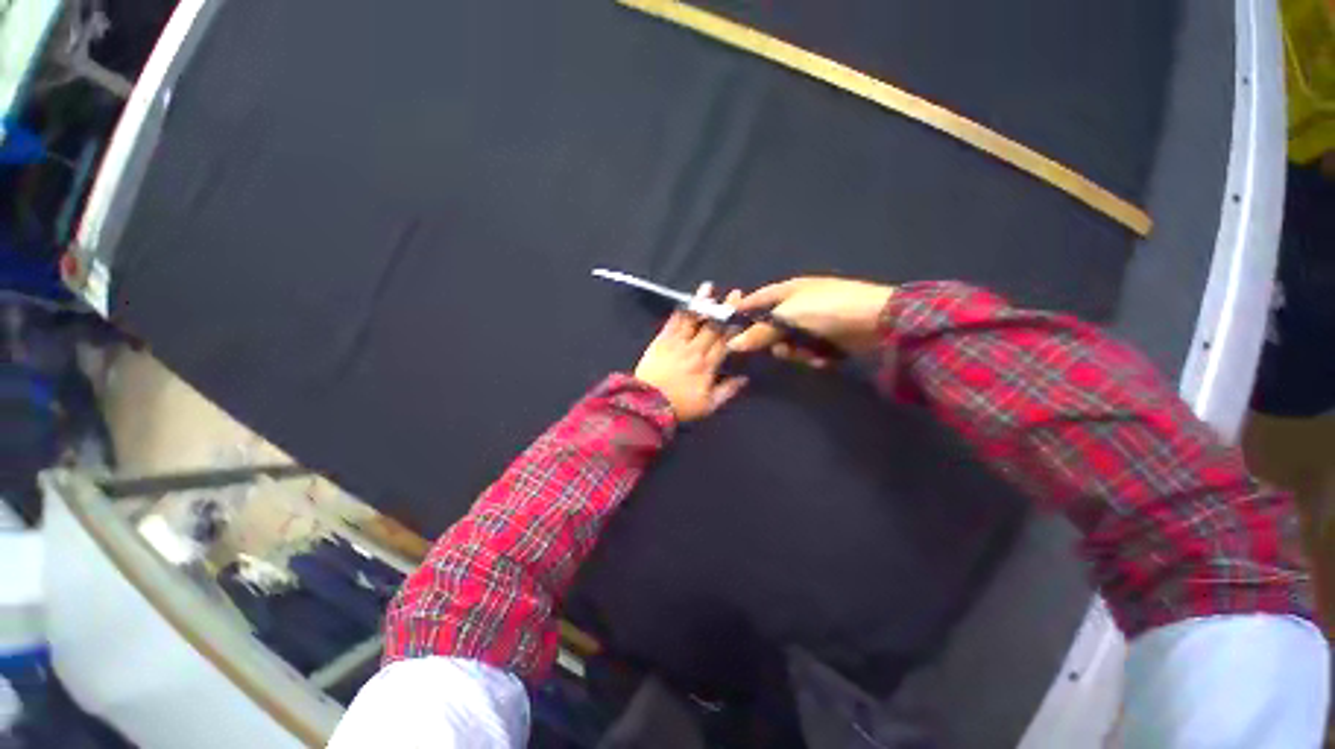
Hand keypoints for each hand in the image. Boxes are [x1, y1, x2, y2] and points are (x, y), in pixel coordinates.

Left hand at [634, 285, 747, 421]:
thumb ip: (728, 391)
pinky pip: (673, 322)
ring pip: (693, 320)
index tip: (744, 313)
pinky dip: (682, 310)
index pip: (726, 341)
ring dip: (702, 303)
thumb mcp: (708, 406)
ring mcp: (677, 343)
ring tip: (709, 287)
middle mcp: (695, 350)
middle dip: (725, 309)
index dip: (735, 326)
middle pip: (713, 326)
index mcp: (708, 365)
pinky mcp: (661, 340)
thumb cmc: (680, 406)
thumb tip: (744, 378)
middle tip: (735, 294)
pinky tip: (687, 300)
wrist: (647, 404)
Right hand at [728, 277, 894, 364]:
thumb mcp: (788, 317)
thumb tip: (732, 343)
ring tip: (806, 353)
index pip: (756, 300)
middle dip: (773, 340)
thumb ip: (760, 332)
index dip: (741, 312)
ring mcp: (814, 322)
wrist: (878, 322)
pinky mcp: (827, 339)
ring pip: (788, 342)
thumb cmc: (828, 310)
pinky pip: (807, 350)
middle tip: (779, 347)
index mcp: (788, 290)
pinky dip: (812, 355)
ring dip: (794, 351)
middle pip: (770, 326)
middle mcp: (798, 305)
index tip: (727, 329)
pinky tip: (823, 357)